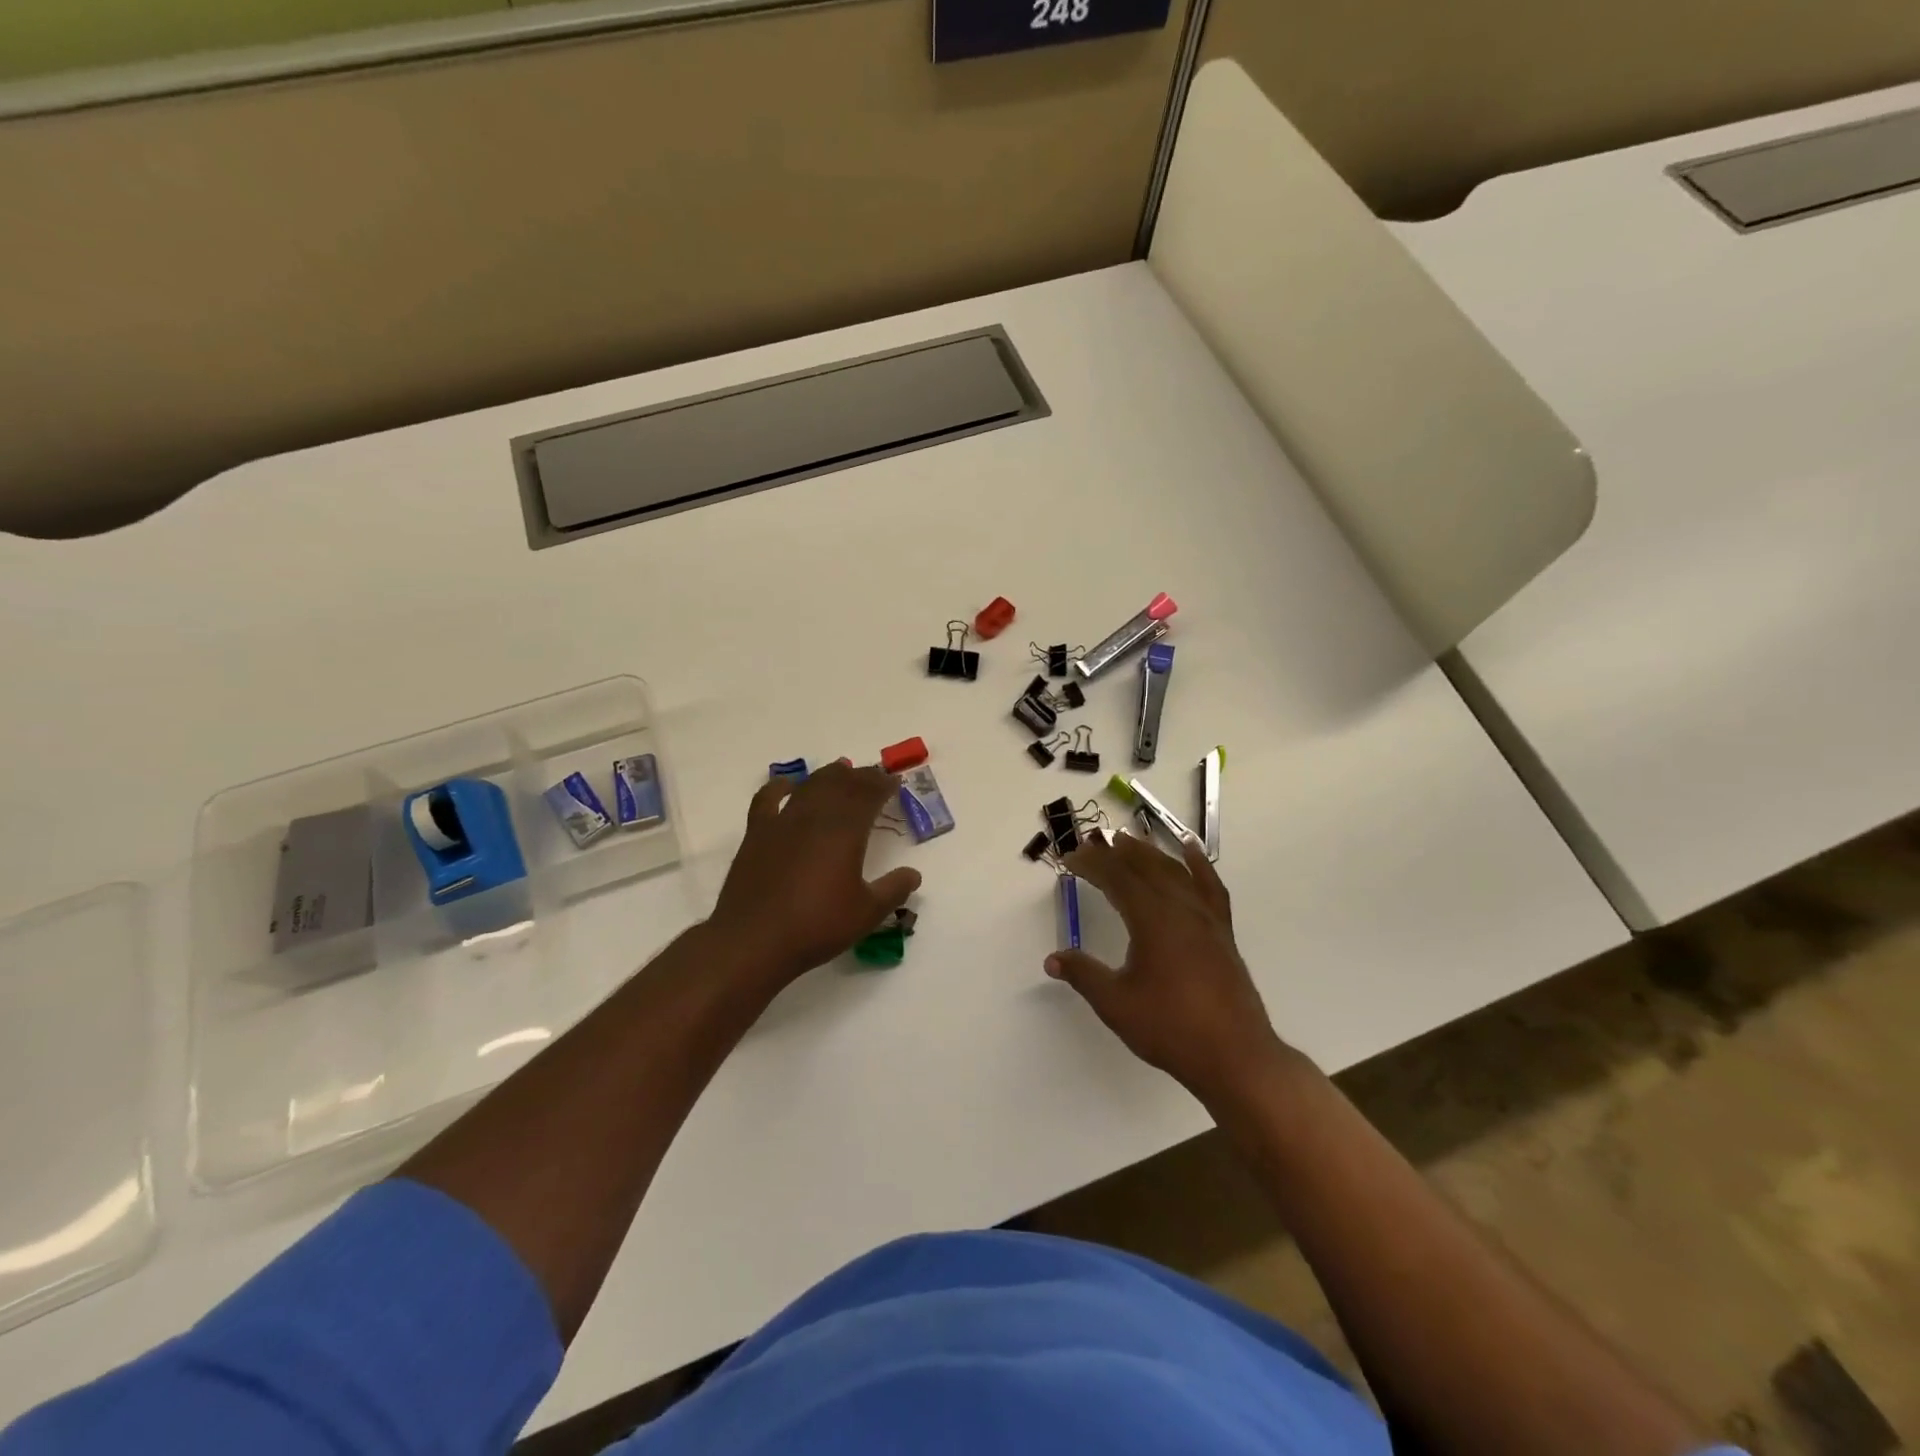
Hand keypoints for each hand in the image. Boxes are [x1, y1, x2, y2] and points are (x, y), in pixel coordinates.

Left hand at [709, 762, 922, 985]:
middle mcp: (816, 817)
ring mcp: (783, 822)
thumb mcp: (867, 913)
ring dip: (828, 775)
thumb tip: (914, 874)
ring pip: (810, 786)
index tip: (894, 781)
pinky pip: (768, 799)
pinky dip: (779, 786)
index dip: (883, 785)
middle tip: (874, 776)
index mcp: (846, 831)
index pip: (869, 795)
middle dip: (860, 777)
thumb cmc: (817, 926)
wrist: (754, 940)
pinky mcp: (757, 833)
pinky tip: (787, 784)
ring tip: (841, 770)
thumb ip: (893, 889)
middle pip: (841, 784)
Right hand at [1047, 831, 1287, 1106]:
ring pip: (1174, 870)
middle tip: (1090, 842)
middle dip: (1115, 851)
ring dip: (1148, 852)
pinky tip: (1189, 851)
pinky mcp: (1221, 930)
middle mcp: (1180, 908)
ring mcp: (1205, 917)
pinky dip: (1197, 863)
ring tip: (1128, 840)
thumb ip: (1084, 975)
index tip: (1069, 858)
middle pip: (1145, 866)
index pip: (1116, 878)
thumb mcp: (1116, 1003)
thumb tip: (1053, 959)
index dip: (1091, 864)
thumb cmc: (1170, 1028)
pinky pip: (1209, 885)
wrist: (1235, 1056)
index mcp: (1152, 919)